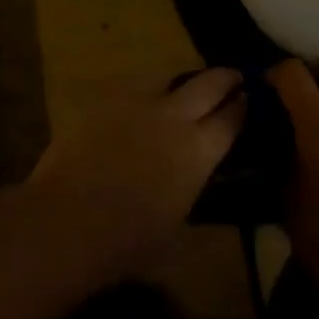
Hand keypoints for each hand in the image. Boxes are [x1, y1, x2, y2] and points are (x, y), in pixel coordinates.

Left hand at [28, 67, 245, 280]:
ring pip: (170, 77)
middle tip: (233, 77)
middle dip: (225, 78)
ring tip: (185, 90)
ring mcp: (138, 101)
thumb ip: (193, 194)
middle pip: (209, 83)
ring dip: (184, 82)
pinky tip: (142, 106)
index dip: (244, 107)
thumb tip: (198, 181)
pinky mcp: (107, 98)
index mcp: (198, 150)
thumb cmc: (128, 241)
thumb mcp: (177, 229)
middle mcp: (174, 116)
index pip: (231, 118)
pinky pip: (135, 88)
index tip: (250, 99)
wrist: (68, 218)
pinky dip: (147, 94)